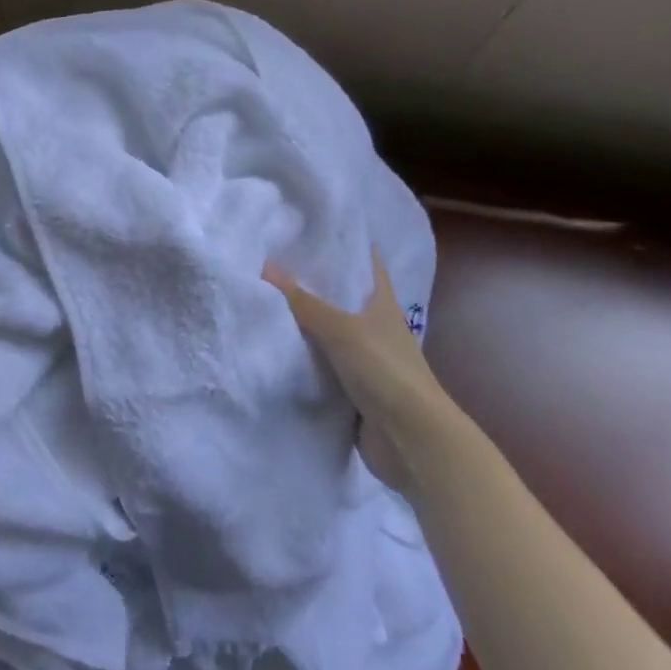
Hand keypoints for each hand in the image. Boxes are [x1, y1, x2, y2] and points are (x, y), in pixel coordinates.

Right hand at [264, 249, 444, 490]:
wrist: (412, 441)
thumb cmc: (385, 371)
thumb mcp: (340, 329)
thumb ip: (302, 301)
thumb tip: (263, 265)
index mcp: (380, 301)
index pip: (362, 261)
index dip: (341, 243)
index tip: (307, 228)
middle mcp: (372, 325)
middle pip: (338, 295)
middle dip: (308, 281)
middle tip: (267, 260)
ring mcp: (362, 358)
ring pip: (325, 331)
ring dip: (300, 321)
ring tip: (259, 297)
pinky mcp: (350, 388)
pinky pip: (319, 364)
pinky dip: (300, 356)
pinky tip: (270, 344)